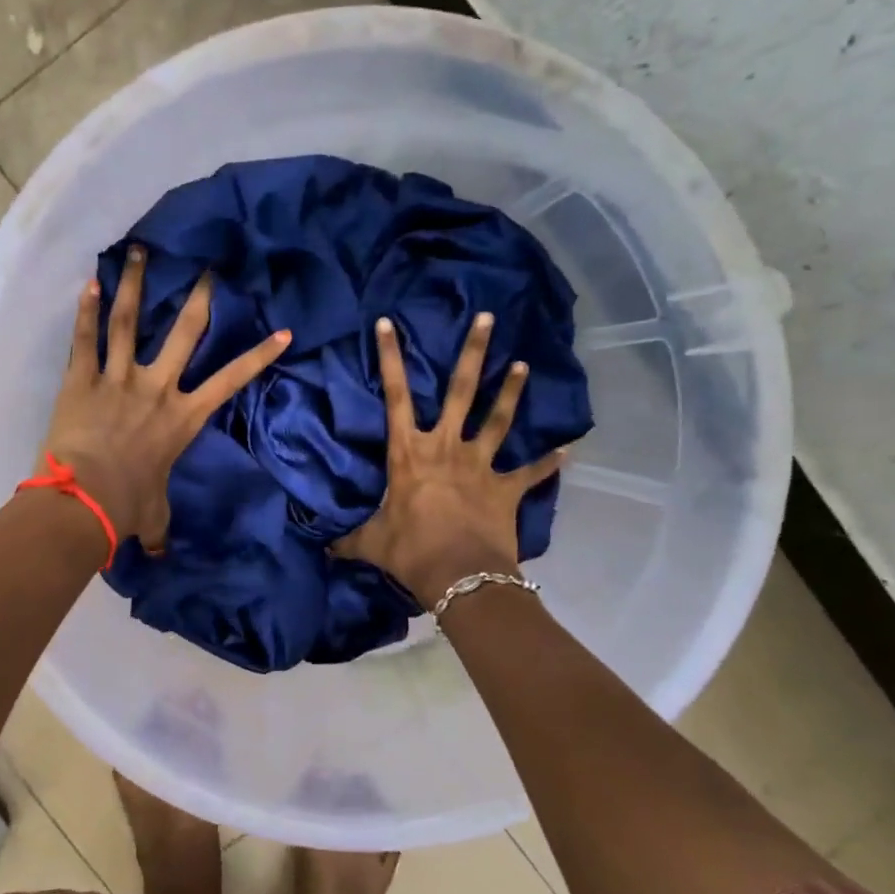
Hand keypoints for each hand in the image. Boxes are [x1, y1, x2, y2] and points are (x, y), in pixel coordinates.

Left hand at [40, 244, 290, 548]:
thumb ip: (160, 527)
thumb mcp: (154, 515)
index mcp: (183, 417)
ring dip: (137, 285)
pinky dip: (85, 310)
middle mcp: (157, 387)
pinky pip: (85, 339)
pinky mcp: (83, 379)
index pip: (232, 380)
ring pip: (130, 322)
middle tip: (209, 267)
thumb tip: (162, 554)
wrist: (86, 498)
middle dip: (201, 298)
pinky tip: (89, 282)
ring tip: (140, 252)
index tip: (283, 330)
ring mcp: (119, 378)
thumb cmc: (128, 506)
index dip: (259, 355)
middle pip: (185, 333)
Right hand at [335, 311, 569, 605]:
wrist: (461, 575)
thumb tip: (326, 549)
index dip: (389, 358)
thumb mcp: (370, 543)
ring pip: (499, 418)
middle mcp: (447, 447)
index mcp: (409, 453)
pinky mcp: (506, 488)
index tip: (388, 324)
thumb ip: (349, 540)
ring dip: (511, 391)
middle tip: (486, 317)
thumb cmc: (410, 551)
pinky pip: (531, 472)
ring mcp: (481, 464)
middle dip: (472, 352)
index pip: (395, 396)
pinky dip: (549, 462)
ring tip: (524, 364)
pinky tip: (568, 450)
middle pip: (461, 391)